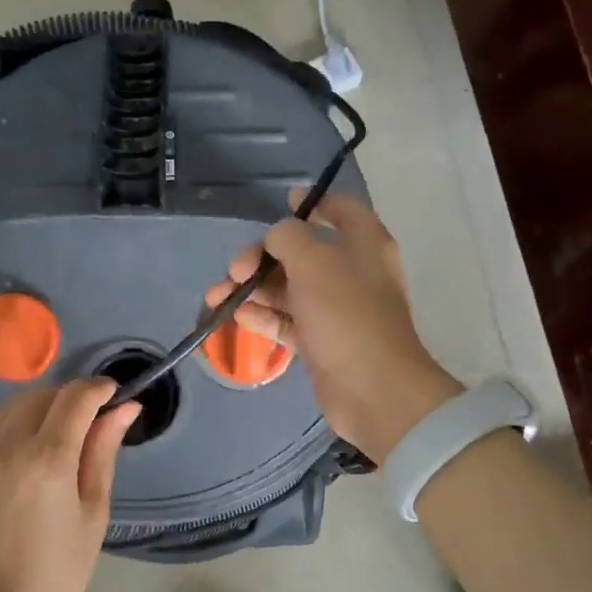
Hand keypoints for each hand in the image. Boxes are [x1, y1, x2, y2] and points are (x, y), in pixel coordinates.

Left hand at [0, 378, 139, 591]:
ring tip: (63, 437)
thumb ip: (103, 451)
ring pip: (15, 406)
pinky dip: (18, 426)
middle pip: (43, 394)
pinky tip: (32, 454)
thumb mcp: (93, 512)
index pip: (75, 397)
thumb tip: (125, 407)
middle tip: (92, 422)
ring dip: (43, 408)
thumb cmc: (59, 573)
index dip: (99, 389)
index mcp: (46, 461)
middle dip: (71, 398)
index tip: (116, 395)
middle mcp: (6, 447)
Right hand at [207, 191, 459, 463]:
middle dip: (262, 256)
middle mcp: (351, 272)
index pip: (341, 209)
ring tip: (218, 297)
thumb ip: (289, 238)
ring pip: (288, 288)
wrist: (373, 390)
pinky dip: (262, 315)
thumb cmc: (346, 315)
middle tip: (236, 269)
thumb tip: (278, 236)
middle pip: (301, 251)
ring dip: (252, 288)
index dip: (314, 202)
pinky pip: (287, 319)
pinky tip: (237, 316)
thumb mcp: (314, 263)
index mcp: (363, 244)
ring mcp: (336, 309)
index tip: (283, 201)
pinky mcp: (321, 340)